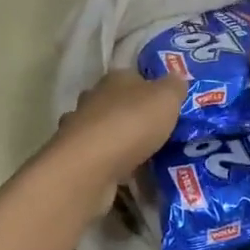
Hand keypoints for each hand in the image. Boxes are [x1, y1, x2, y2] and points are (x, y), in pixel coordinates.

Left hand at [53, 68, 184, 185]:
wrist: (90, 166)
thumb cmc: (132, 124)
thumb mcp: (166, 98)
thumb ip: (174, 87)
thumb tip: (176, 79)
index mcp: (115, 78)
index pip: (133, 76)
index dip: (150, 88)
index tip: (166, 106)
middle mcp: (92, 98)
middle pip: (116, 102)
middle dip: (132, 114)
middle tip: (156, 132)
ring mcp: (78, 127)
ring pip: (103, 129)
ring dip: (118, 139)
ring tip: (141, 155)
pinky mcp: (73, 156)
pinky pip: (97, 155)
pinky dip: (108, 162)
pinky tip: (123, 173)